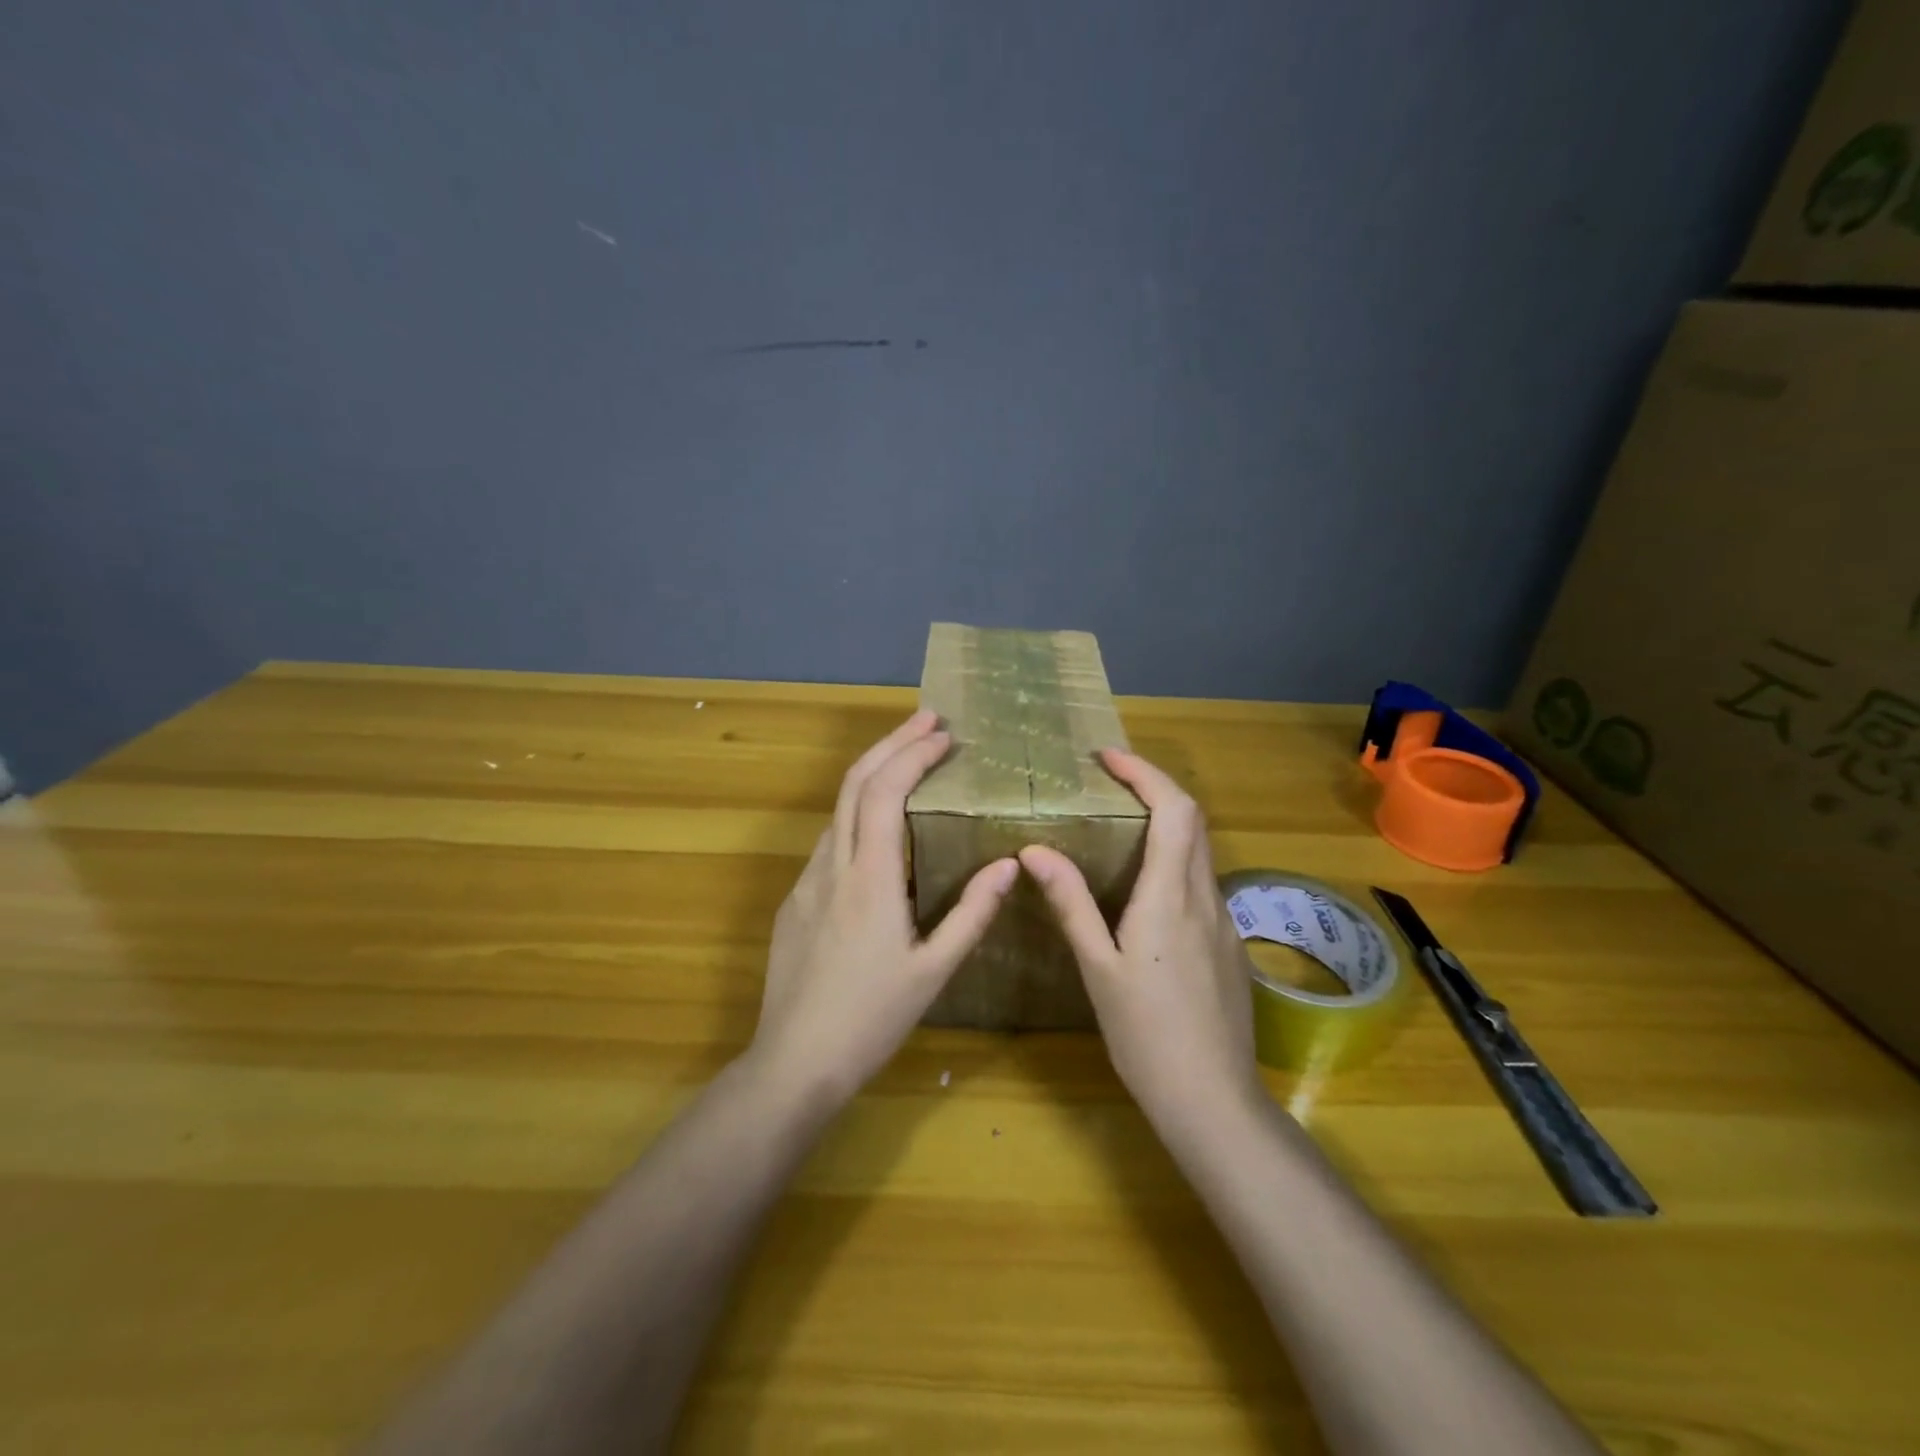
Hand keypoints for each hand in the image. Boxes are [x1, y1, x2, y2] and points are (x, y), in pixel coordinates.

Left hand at [749, 711, 1018, 1104]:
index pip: (886, 790)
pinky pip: (830, 840)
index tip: (944, 734)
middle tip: (926, 720)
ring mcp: (807, 880)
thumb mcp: (934, 970)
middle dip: (891, 743)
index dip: (913, 754)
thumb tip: (1010, 864)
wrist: (794, 1061)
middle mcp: (832, 865)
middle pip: (855, 782)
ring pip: (838, 808)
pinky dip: (858, 811)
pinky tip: (879, 827)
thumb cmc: (872, 1018)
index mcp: (870, 877)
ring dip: (873, 774)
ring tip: (909, 761)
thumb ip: (973, 913)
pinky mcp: (795, 900)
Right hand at [1019, 750, 1259, 1129]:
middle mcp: (1205, 897)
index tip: (1108, 759)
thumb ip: (1070, 904)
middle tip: (1111, 781)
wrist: (1213, 1099)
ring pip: (1200, 850)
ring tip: (1122, 823)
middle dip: (1156, 787)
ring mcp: (1224, 921)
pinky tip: (1146, 887)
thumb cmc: (1145, 1034)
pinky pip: (1203, 882)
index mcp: (1170, 897)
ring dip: (1168, 822)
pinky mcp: (1229, 944)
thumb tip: (1034, 850)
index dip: (1145, 773)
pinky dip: (1176, 859)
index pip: (1173, 810)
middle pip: (1193, 820)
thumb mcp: (1098, 967)